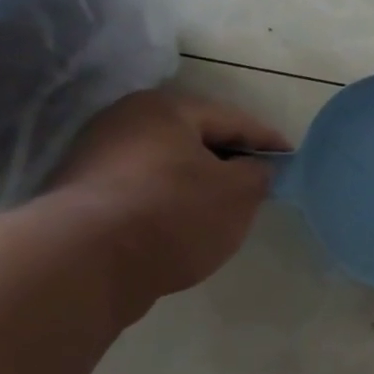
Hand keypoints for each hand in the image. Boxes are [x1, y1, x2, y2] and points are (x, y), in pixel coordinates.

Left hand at [46, 87, 288, 307]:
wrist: (85, 264)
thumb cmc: (173, 213)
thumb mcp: (239, 193)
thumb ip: (258, 174)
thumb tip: (254, 169)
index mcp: (164, 109)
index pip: (233, 119)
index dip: (268, 140)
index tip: (292, 158)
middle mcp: (124, 123)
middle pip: (195, 140)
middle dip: (230, 161)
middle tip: (260, 183)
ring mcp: (95, 159)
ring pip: (167, 167)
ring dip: (198, 184)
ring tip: (225, 209)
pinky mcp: (81, 198)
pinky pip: (142, 192)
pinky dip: (169, 203)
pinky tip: (185, 227)